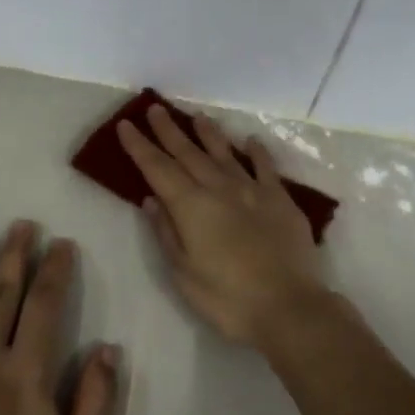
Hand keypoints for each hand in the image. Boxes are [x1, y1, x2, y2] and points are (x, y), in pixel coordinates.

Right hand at [117, 104, 324, 346]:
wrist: (288, 306)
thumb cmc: (227, 298)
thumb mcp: (184, 273)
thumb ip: (167, 232)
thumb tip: (151, 200)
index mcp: (191, 206)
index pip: (158, 169)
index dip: (140, 146)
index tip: (126, 125)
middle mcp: (219, 188)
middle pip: (189, 153)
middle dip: (169, 130)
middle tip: (155, 108)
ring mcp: (253, 190)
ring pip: (225, 153)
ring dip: (208, 133)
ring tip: (196, 117)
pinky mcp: (281, 199)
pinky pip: (265, 167)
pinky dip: (256, 152)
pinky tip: (250, 141)